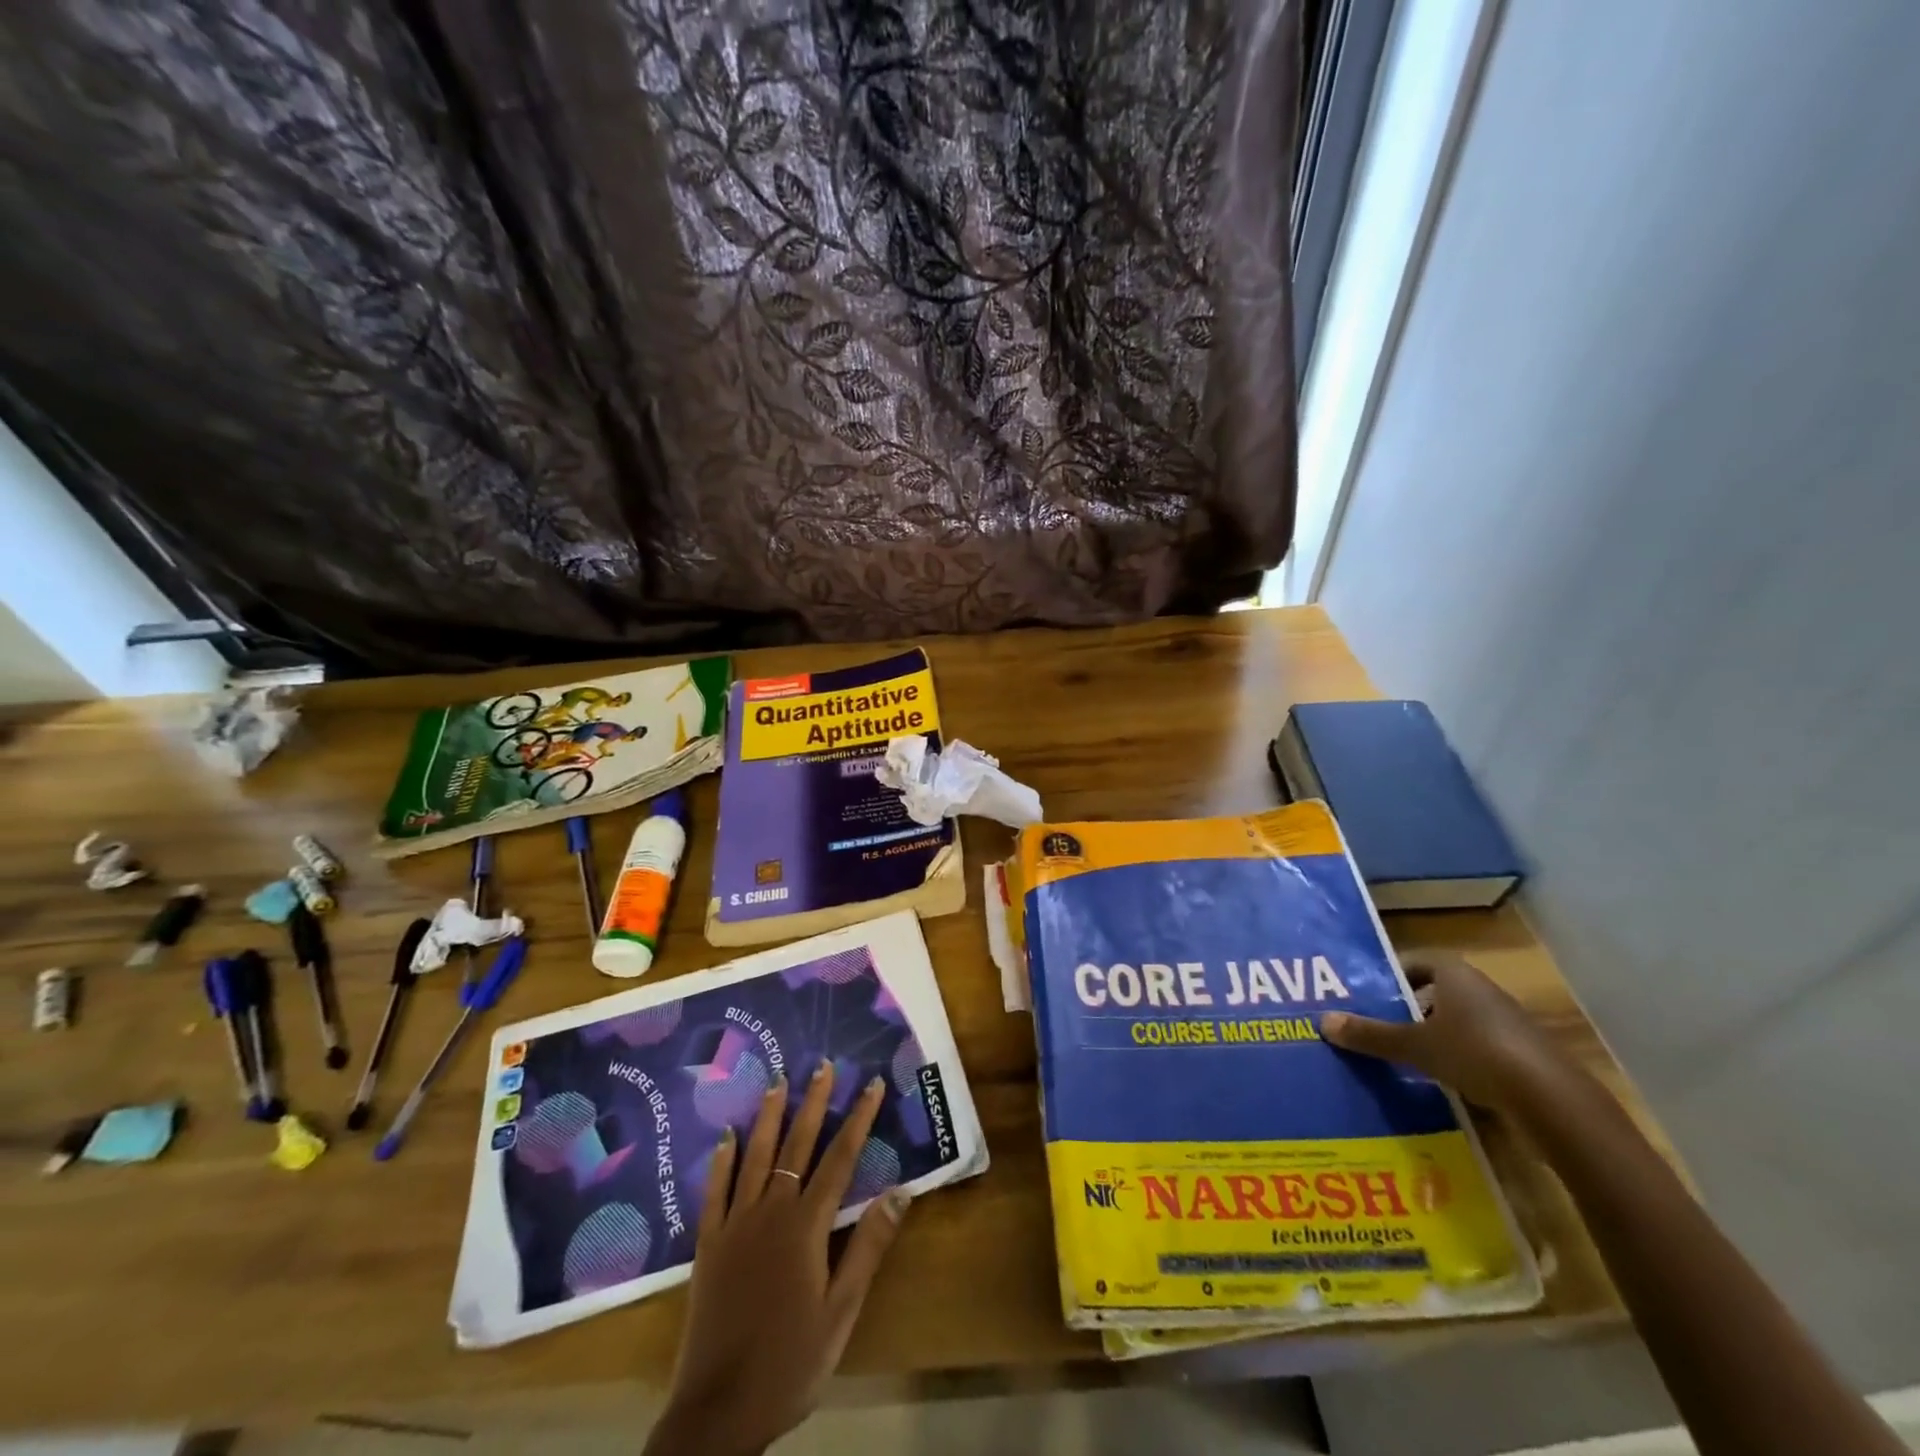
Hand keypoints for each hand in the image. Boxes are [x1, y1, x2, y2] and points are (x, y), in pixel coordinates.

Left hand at [644, 1062, 910, 1455]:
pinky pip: (715, 1191)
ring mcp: (735, 1224)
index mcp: (806, 1227)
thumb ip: (868, 1247)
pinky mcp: (708, 1244)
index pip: (840, 1159)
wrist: (718, 1411)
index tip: (870, 1086)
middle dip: (813, 1103)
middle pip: (797, 1146)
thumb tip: (899, 1190)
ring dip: (769, 1117)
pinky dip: (722, 1160)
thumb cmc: (790, 1362)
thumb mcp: (841, 1311)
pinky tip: (726, 1135)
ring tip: (778, 1081)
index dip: (858, 1119)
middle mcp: (771, 1212)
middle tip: (822, 1066)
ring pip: (755, 1156)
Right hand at [1322, 953, 1570, 1110]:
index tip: (1371, 993)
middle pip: (1438, 991)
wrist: (1553, 1100)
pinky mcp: (1525, 1055)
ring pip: (1460, 1020)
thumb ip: (1370, 1035)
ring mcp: (1508, 1023)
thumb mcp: (1413, 1045)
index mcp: (1455, 975)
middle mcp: (1483, 990)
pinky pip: (1481, 1047)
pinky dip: (1461, 1058)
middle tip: (1380, 1024)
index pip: (1418, 961)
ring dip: (1436, 1034)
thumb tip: (1322, 1021)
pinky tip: (1444, 1081)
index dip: (1393, 974)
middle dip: (1410, 1007)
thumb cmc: (1475, 1053)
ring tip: (1406, 1055)